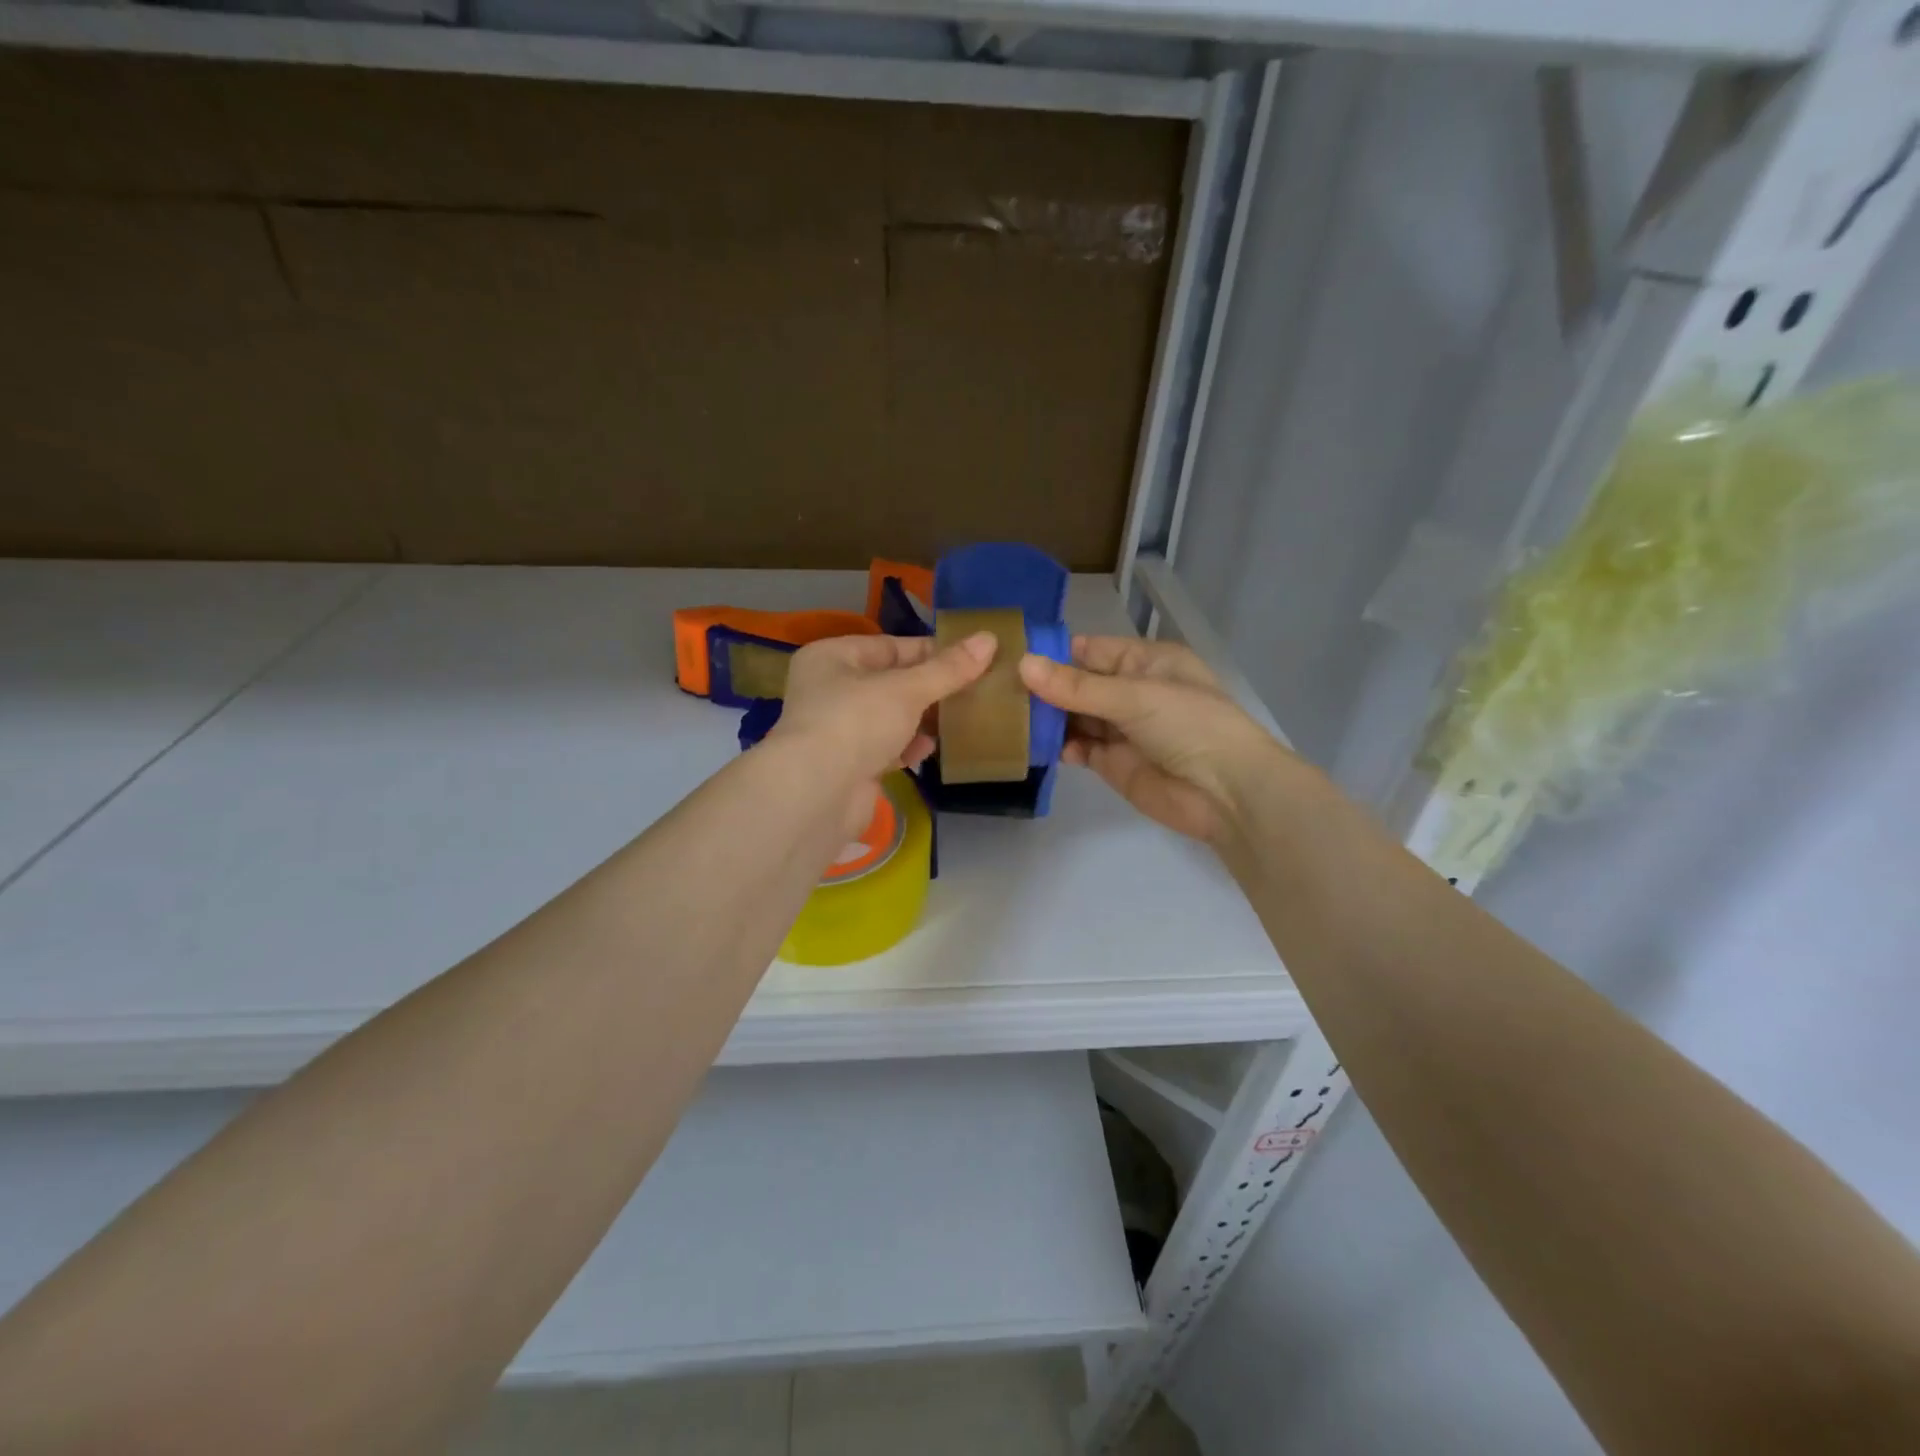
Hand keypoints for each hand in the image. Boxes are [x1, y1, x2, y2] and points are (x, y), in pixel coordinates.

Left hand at [771, 632, 995, 835]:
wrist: (817, 794)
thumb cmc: (857, 722)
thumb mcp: (907, 689)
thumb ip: (948, 668)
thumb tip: (989, 638)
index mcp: (832, 657)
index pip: (890, 646)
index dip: (931, 651)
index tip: (971, 658)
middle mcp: (829, 689)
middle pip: (890, 681)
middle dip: (929, 688)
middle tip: (973, 690)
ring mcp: (836, 729)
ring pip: (889, 717)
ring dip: (921, 719)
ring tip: (959, 719)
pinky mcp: (846, 764)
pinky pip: (884, 747)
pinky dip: (906, 747)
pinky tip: (929, 750)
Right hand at [1018, 636, 1287, 845]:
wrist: (1226, 793)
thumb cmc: (1189, 725)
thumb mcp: (1134, 696)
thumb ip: (1077, 686)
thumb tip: (1023, 665)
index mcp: (1146, 662)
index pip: (1091, 650)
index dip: (1055, 652)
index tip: (1009, 653)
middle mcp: (1132, 691)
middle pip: (1079, 684)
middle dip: (1044, 686)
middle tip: (995, 686)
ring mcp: (1122, 729)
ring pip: (1075, 716)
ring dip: (1047, 717)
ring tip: (1005, 714)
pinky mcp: (1113, 763)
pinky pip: (1079, 747)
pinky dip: (1058, 746)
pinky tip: (1033, 744)